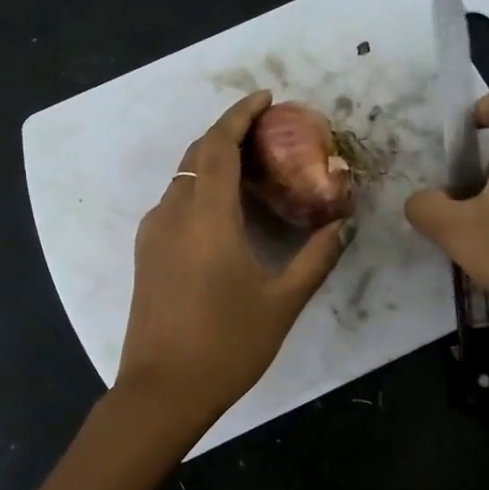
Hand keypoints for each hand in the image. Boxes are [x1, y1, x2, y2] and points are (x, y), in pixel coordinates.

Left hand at [116, 91, 347, 424]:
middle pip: (197, 154)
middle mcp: (173, 213)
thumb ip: (315, 257)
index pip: (219, 145)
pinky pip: (175, 203)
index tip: (265, 98)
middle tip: (265, 131)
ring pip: (182, 178)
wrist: (162, 391)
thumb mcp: (282, 301)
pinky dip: (200, 188)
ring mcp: (154, 234)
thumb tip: (341, 225)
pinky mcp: (147, 255)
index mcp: (206, 217)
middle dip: (228, 132)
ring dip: (212, 161)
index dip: (240, 115)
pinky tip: (225, 210)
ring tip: (251, 167)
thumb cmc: (227, 345)